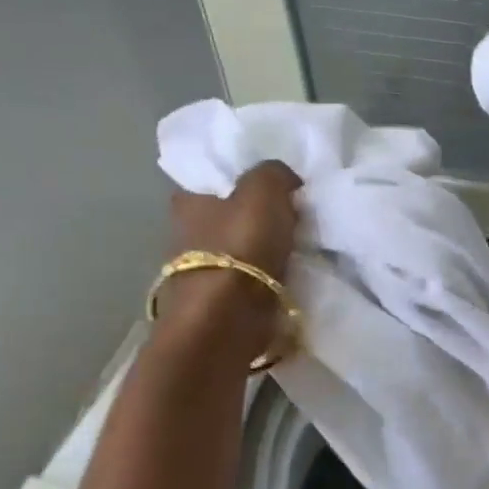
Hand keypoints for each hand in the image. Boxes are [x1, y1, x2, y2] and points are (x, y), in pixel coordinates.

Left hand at [162, 161, 302, 323]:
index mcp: (188, 201)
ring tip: (301, 248)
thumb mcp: (264, 189)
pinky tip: (293, 276)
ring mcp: (202, 271)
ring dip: (264, 251)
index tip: (273, 187)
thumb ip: (274, 173)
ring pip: (240, 250)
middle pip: (227, 216)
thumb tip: (284, 179)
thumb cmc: (240, 245)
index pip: (211, 180)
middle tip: (293, 216)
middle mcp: (186, 234)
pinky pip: (250, 280)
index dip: (240, 180)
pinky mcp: (220, 302)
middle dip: (254, 217)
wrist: (230, 316)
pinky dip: (268, 278)